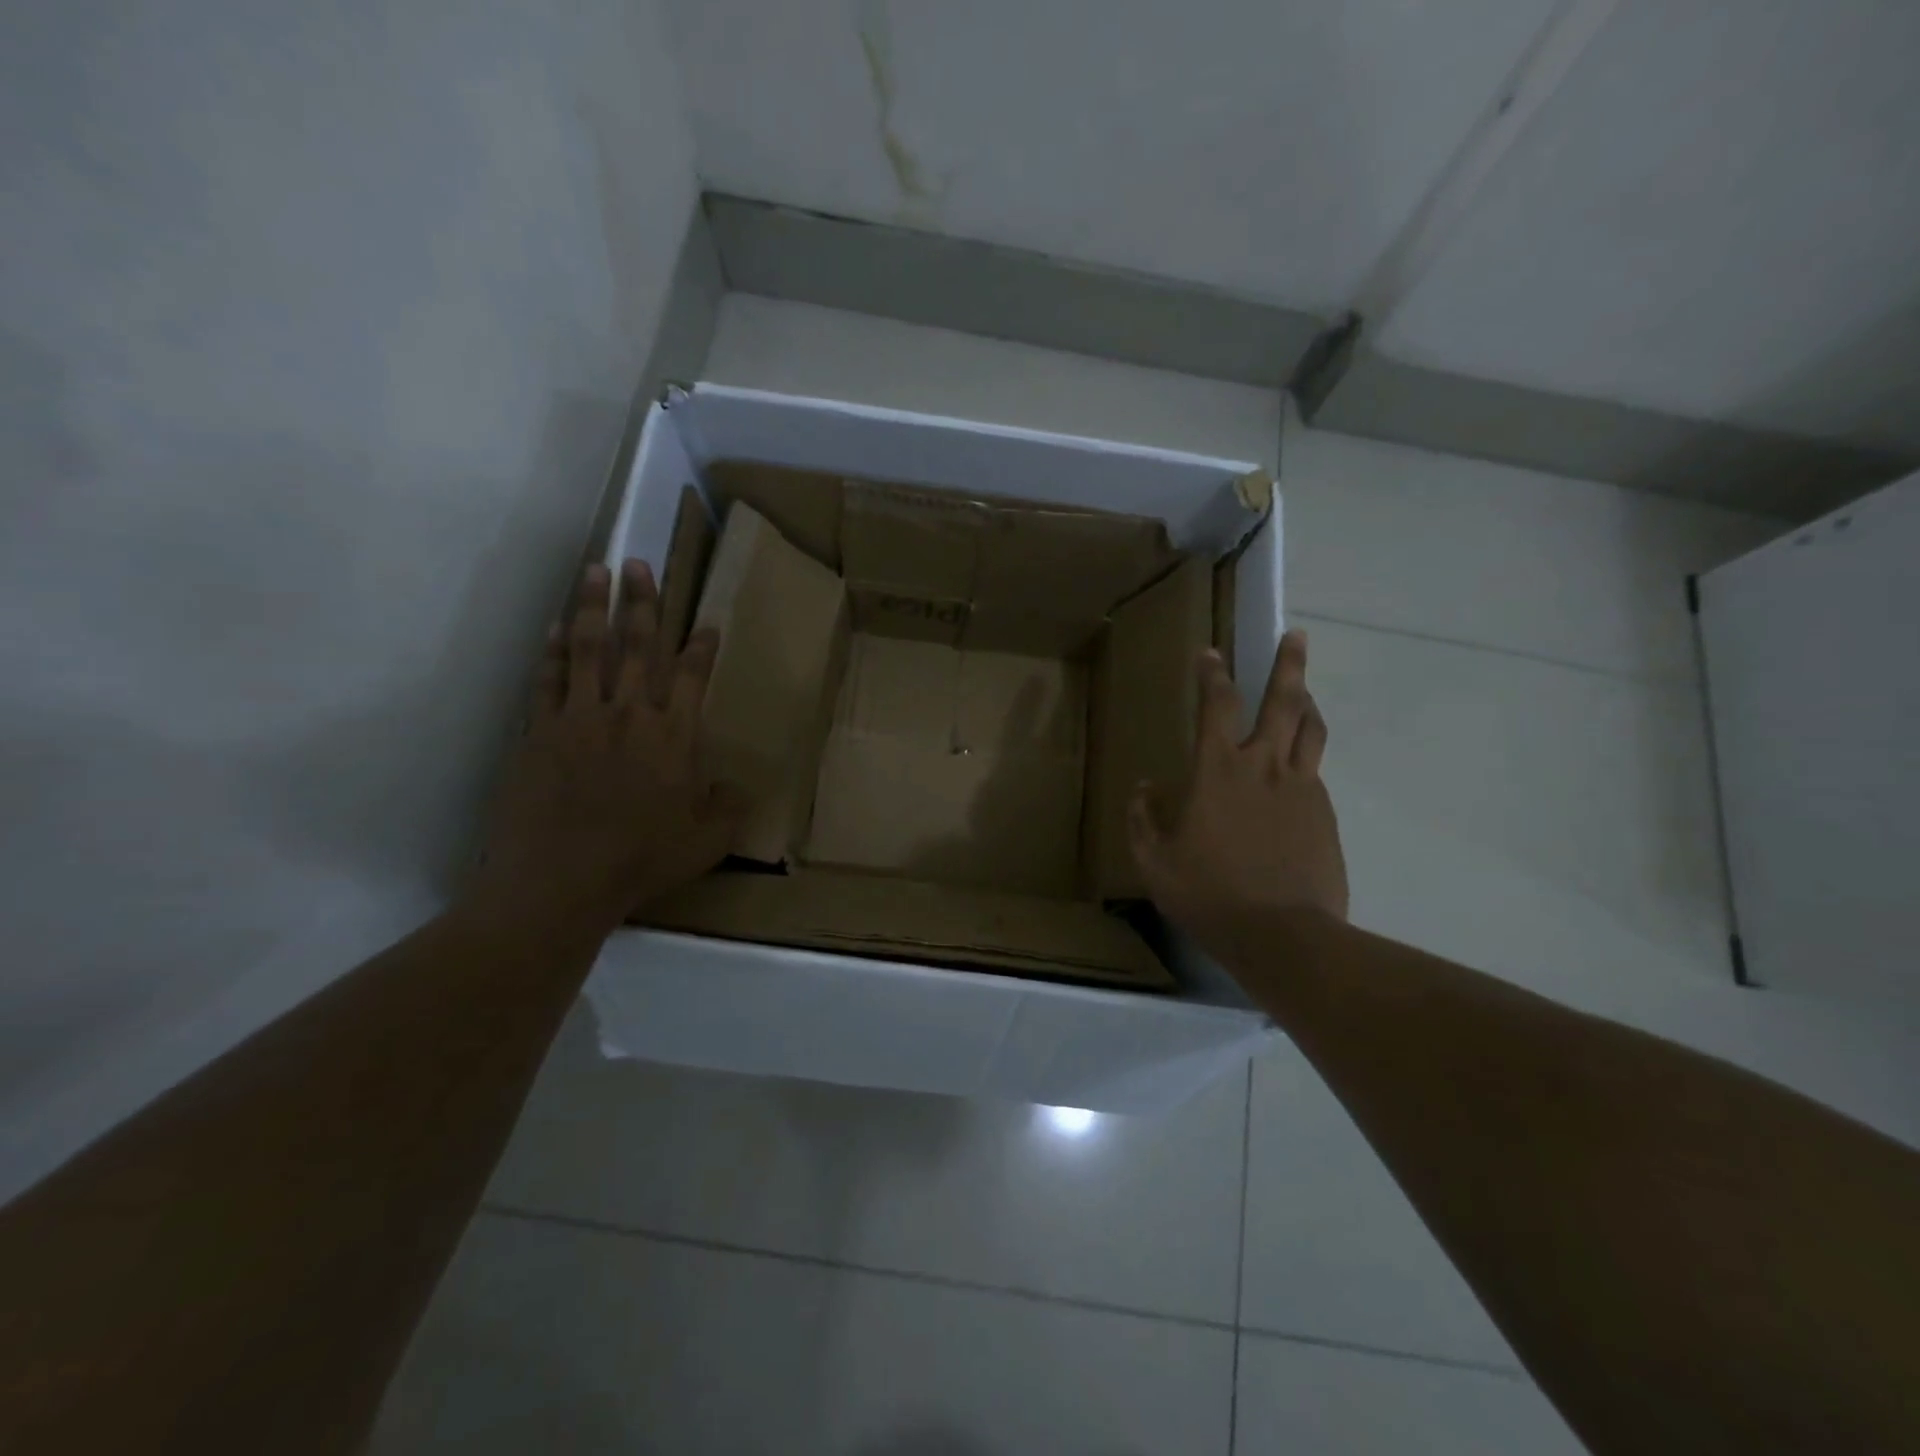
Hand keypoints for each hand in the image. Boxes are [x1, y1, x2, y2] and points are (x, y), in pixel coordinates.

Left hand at [471, 559, 742, 930]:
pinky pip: (548, 680)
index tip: (706, 622)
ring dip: (595, 607)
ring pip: (591, 650)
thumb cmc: (641, 861)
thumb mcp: (707, 843)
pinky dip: (553, 651)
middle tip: (641, 563)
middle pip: (638, 647)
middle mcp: (630, 715)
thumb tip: (736, 786)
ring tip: (597, 571)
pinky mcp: (540, 732)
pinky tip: (557, 628)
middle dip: (643, 603)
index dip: (702, 647)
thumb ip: (728, 808)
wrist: (560, 881)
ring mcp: (580, 718)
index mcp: (674, 737)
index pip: (692, 677)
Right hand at [1129, 631, 1348, 954]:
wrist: (1283, 936)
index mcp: (1218, 771)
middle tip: (1295, 636)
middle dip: (1288, 664)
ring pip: (1311, 730)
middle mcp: (1264, 766)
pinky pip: (1314, 772)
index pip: (1216, 706)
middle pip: (1283, 701)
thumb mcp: (1155, 861)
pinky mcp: (1325, 813)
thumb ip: (1143, 819)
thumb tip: (1144, 788)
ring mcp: (1302, 788)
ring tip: (1306, 691)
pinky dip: (1305, 758)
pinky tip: (1296, 772)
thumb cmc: (1209, 894)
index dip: (1211, 675)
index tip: (1210, 652)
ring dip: (1308, 702)